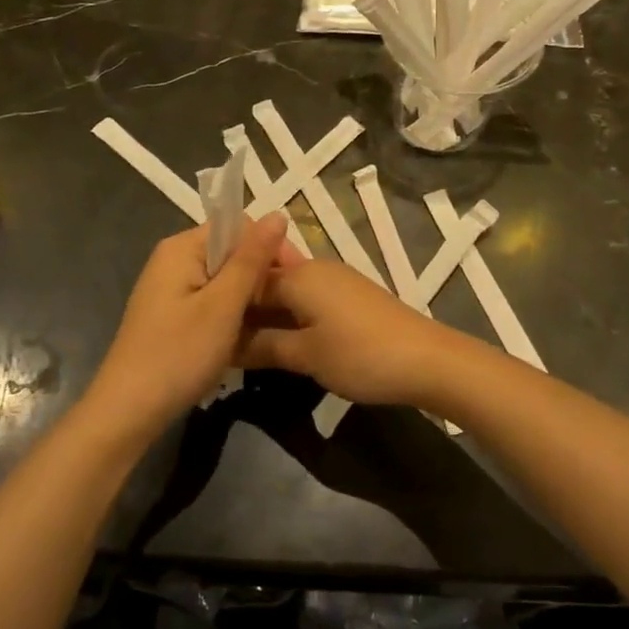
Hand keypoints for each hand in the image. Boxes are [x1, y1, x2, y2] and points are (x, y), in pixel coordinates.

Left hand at [84, 214, 290, 441]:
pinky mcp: (172, 314)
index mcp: (182, 247)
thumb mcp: (223, 306)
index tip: (295, 280)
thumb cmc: (178, 354)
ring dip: (249, 297)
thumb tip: (278, 213)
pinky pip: (211, 299)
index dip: (270, 247)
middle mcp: (174, 259)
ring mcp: (171, 288)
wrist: (127, 413)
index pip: (239, 226)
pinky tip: (245, 336)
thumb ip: (251, 259)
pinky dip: (231, 312)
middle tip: (288, 307)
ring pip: (224, 279)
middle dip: (261, 274)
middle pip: (231, 251)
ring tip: (272, 322)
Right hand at [240, 258, 479, 408]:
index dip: (224, 303)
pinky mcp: (349, 297)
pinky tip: (280, 341)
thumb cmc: (360, 355)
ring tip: (241, 344)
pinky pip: (307, 300)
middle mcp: (315, 269)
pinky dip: (289, 317)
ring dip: (266, 315)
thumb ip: (262, 346)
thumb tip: (222, 343)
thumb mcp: (306, 355)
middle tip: (216, 339)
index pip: (246, 280)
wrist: (427, 360)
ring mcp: (335, 281)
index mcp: (299, 274)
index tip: (201, 327)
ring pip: (287, 293)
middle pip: (266, 283)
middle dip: (243, 307)